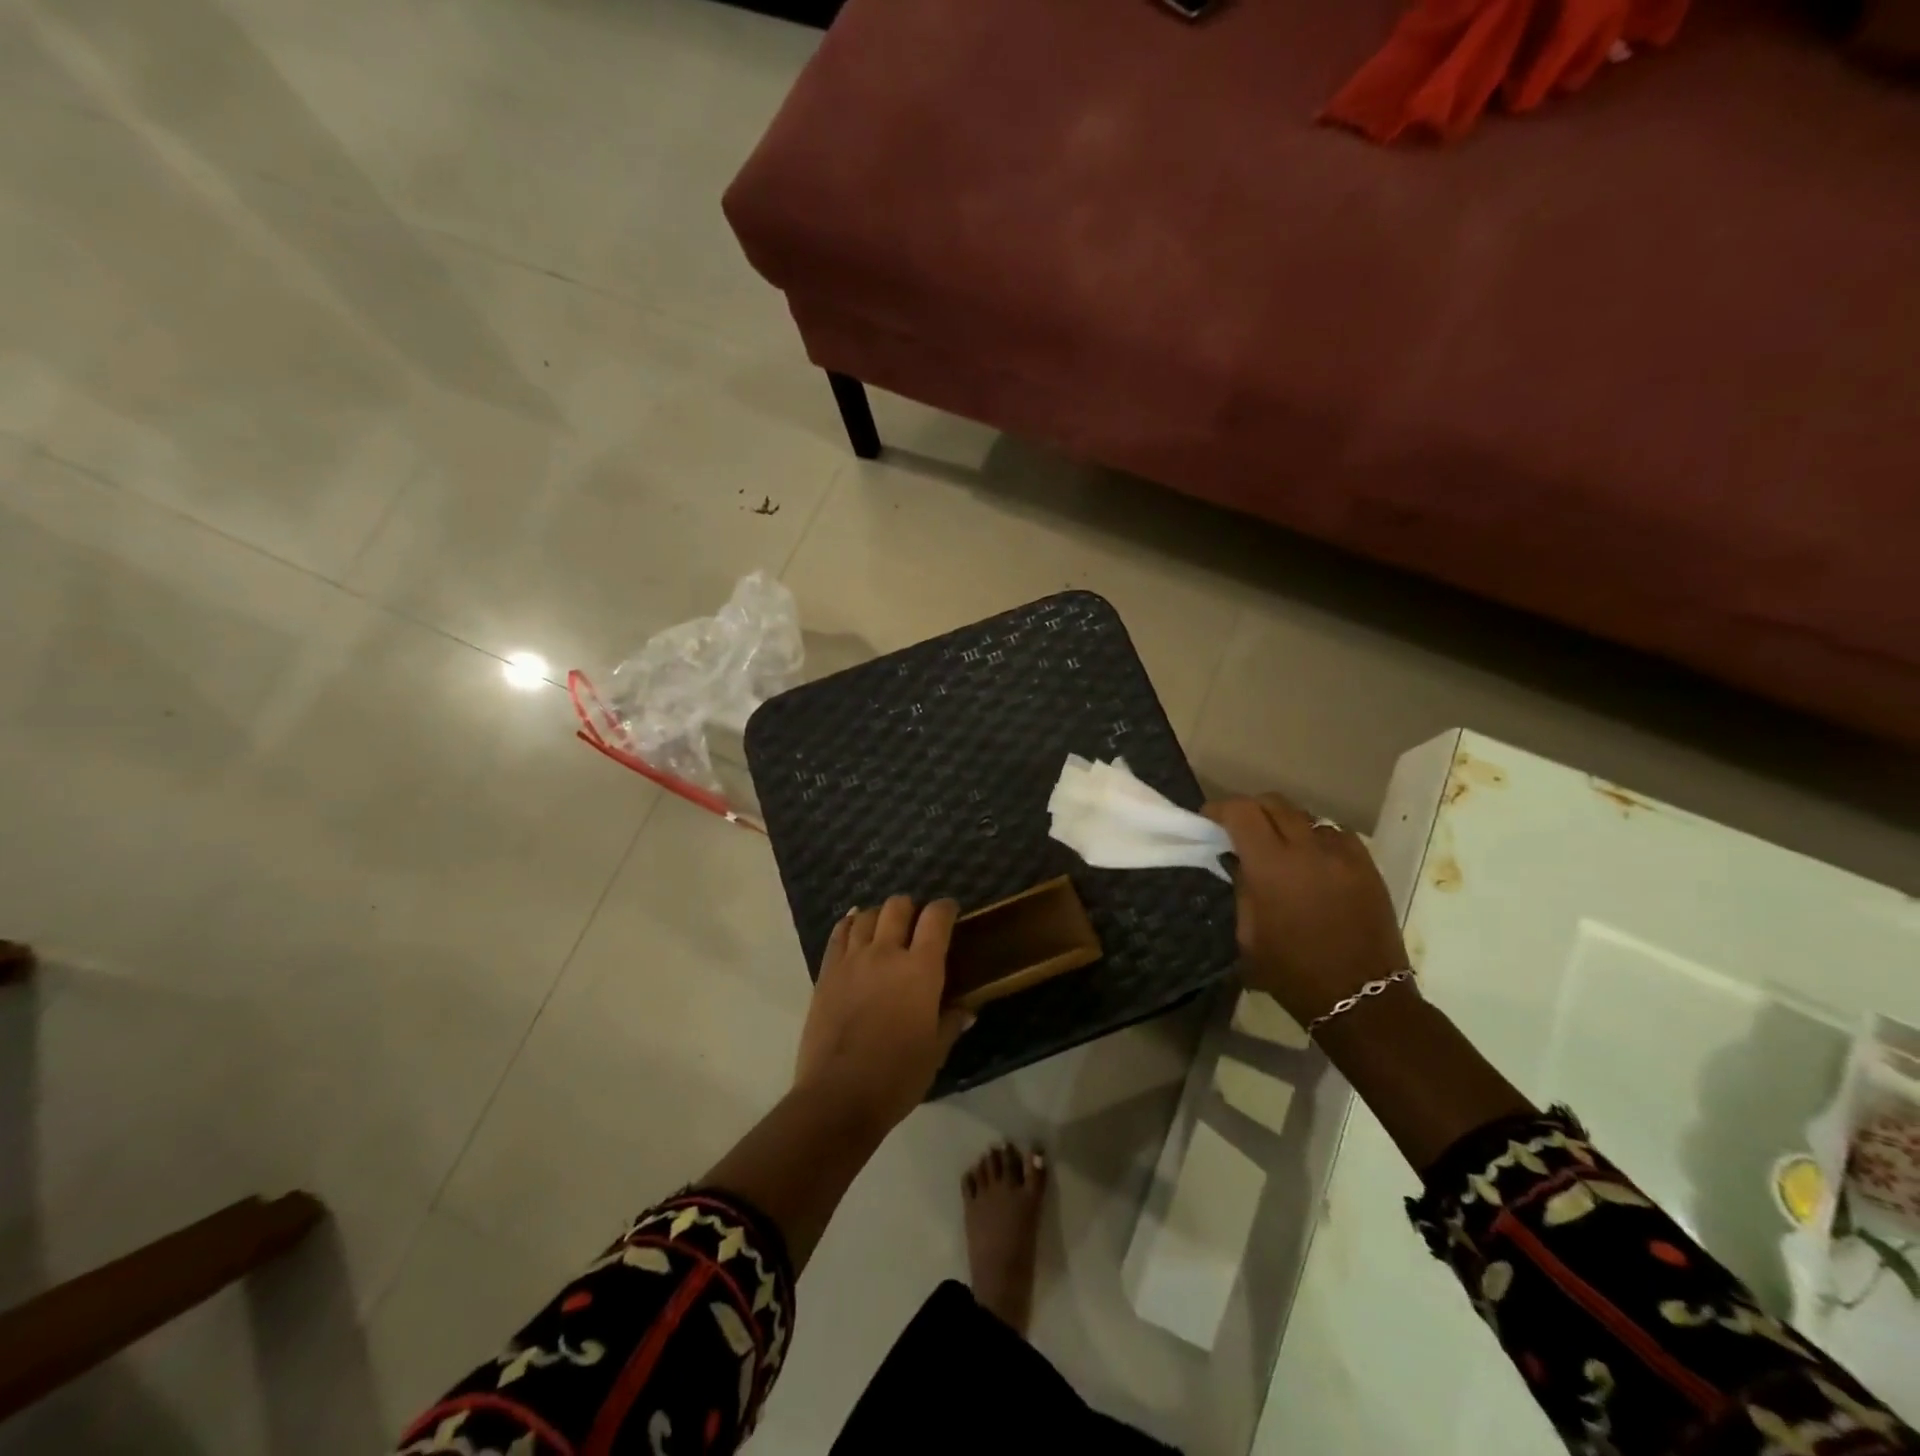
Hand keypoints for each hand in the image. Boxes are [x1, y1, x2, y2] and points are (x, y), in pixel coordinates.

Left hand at [794, 896, 972, 1132]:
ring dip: (880, 916)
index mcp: (920, 970)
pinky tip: (854, 928)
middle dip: (911, 908)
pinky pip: (839, 934)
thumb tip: (966, 1010)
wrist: (838, 1096)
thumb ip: (951, 1023)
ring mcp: (852, 960)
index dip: (946, 908)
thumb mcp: (935, 1052)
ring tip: (885, 928)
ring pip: (867, 916)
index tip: (951, 912)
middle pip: (898, 907)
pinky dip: (849, 924)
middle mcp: (887, 954)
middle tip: (916, 924)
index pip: (936, 918)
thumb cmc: (897, 1076)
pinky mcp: (827, 973)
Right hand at [1204, 794, 1409, 1026]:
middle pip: (1274, 803)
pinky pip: (1336, 834)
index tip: (1209, 819)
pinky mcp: (1368, 865)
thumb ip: (1241, 888)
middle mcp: (1308, 849)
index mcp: (1271, 866)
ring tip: (1279, 846)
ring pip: (1306, 816)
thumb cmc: (1292, 972)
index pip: (1242, 812)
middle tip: (1240, 829)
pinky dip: (1317, 838)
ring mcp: (1343, 854)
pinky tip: (1313, 860)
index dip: (1221, 809)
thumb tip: (1237, 860)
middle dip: (1251, 810)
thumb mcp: (1248, 934)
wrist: (1362, 998)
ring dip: (1285, 824)